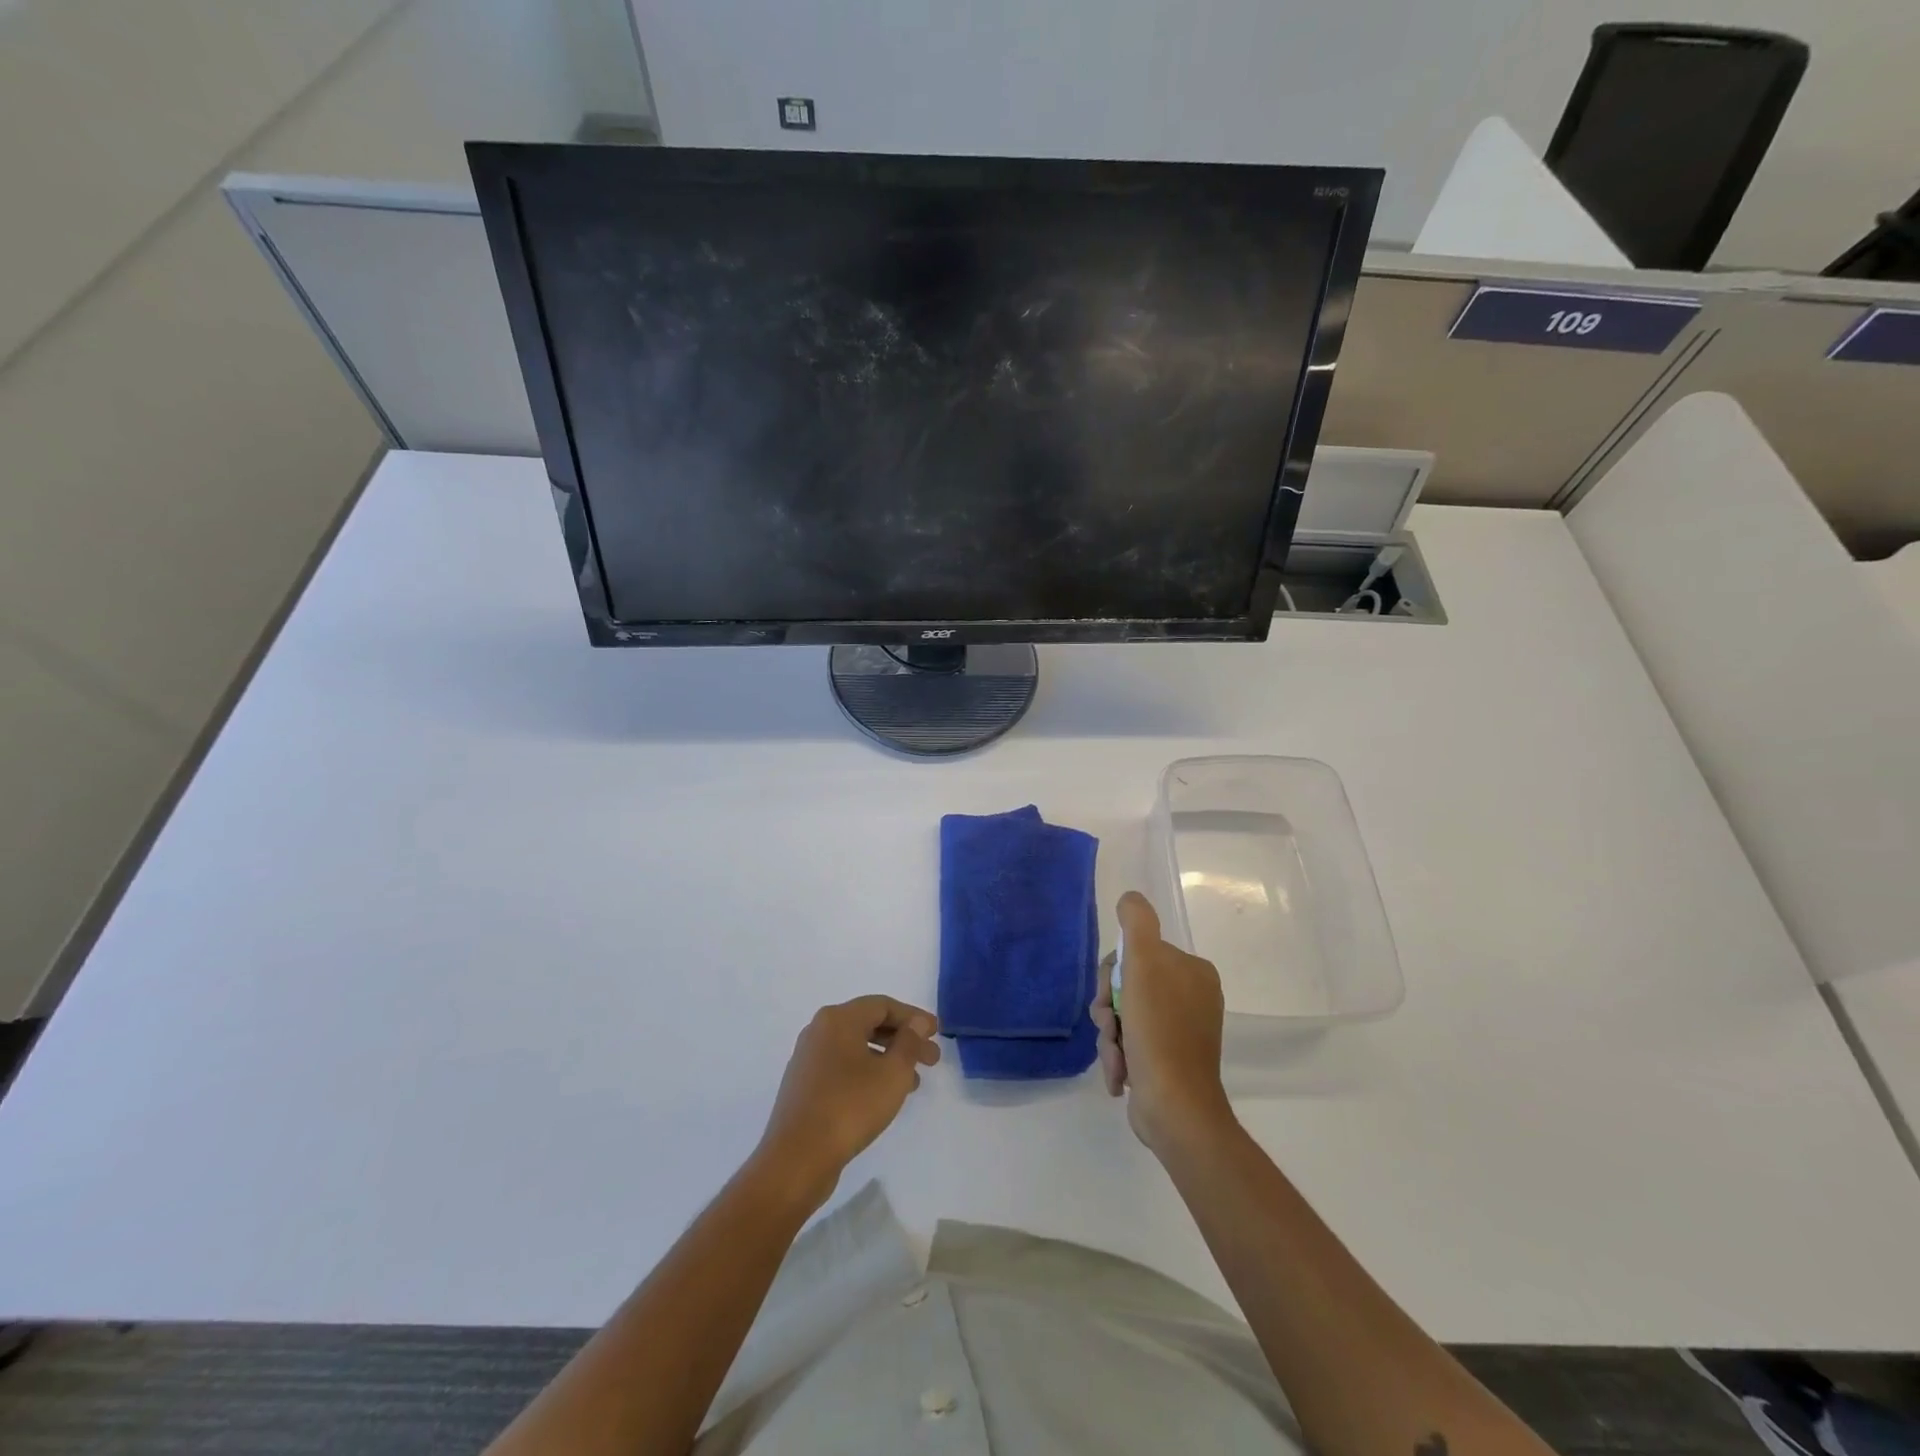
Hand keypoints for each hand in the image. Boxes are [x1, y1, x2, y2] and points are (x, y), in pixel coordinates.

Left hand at [754, 995, 940, 1209]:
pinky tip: (884, 1095)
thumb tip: (917, 1022)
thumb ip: (909, 1042)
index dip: (913, 1017)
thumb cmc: (850, 1107)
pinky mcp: (805, 1084)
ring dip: (888, 1059)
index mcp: (838, 1019)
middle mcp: (819, 1030)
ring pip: (857, 1048)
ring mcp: (808, 1058)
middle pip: (869, 1024)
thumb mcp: (892, 1073)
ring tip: (913, 1082)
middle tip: (931, 1060)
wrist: (797, 1158)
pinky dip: (868, 1072)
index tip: (936, 1033)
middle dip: (904, 1040)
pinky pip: (843, 1067)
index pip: (883, 1005)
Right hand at [1091, 892, 1234, 1155]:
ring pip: (1124, 1017)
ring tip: (1116, 1056)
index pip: (1136, 954)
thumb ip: (1136, 923)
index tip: (1109, 996)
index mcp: (1193, 972)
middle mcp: (1191, 998)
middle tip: (1109, 1027)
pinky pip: (1132, 1044)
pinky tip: (1121, 1074)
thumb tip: (1129, 898)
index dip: (1112, 973)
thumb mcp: (1144, 963)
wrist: (1175, 1108)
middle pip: (1128, 986)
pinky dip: (1120, 1057)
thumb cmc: (1159, 1030)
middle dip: (1109, 1009)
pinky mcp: (1169, 1062)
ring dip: (1110, 1036)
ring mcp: (1181, 1032)